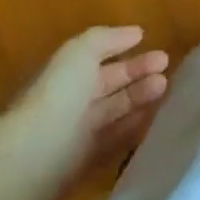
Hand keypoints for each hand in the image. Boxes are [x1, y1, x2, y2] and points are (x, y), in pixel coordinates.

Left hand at [7, 26, 168, 189]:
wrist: (33, 161)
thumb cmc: (57, 97)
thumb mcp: (79, 53)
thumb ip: (106, 39)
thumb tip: (135, 33)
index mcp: (60, 76)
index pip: (94, 60)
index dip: (122, 49)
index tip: (153, 43)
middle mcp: (66, 104)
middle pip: (106, 85)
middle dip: (136, 73)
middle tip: (166, 65)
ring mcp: (73, 136)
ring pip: (112, 112)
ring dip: (139, 98)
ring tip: (165, 88)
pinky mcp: (82, 165)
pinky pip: (112, 142)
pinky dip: (132, 129)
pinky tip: (152, 119)